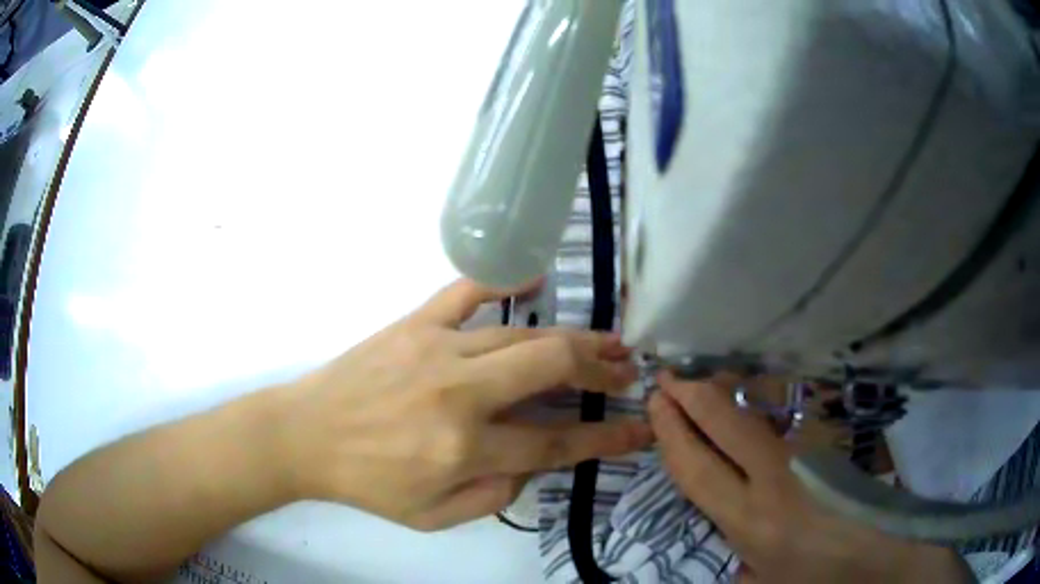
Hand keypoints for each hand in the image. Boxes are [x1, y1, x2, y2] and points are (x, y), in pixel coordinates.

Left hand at [274, 279, 651, 530]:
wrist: (305, 435)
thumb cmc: (368, 483)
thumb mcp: (433, 517)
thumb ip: (495, 496)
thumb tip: (534, 461)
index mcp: (462, 448)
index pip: (552, 442)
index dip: (604, 438)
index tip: (639, 430)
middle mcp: (458, 393)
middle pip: (549, 369)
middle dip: (598, 370)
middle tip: (625, 373)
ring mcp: (436, 349)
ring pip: (521, 335)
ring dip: (572, 338)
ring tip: (606, 342)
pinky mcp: (414, 324)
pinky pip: (465, 292)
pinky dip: (504, 280)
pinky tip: (537, 278)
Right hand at [648, 374, 973, 583]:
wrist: (879, 547)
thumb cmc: (817, 573)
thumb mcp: (765, 580)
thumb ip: (737, 559)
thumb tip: (723, 540)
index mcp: (750, 520)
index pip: (696, 468)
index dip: (672, 434)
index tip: (656, 404)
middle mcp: (774, 478)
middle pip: (724, 424)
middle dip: (691, 395)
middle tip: (667, 373)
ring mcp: (806, 452)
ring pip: (756, 412)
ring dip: (724, 392)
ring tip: (700, 377)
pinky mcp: (828, 440)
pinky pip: (783, 413)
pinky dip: (758, 399)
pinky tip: (748, 391)